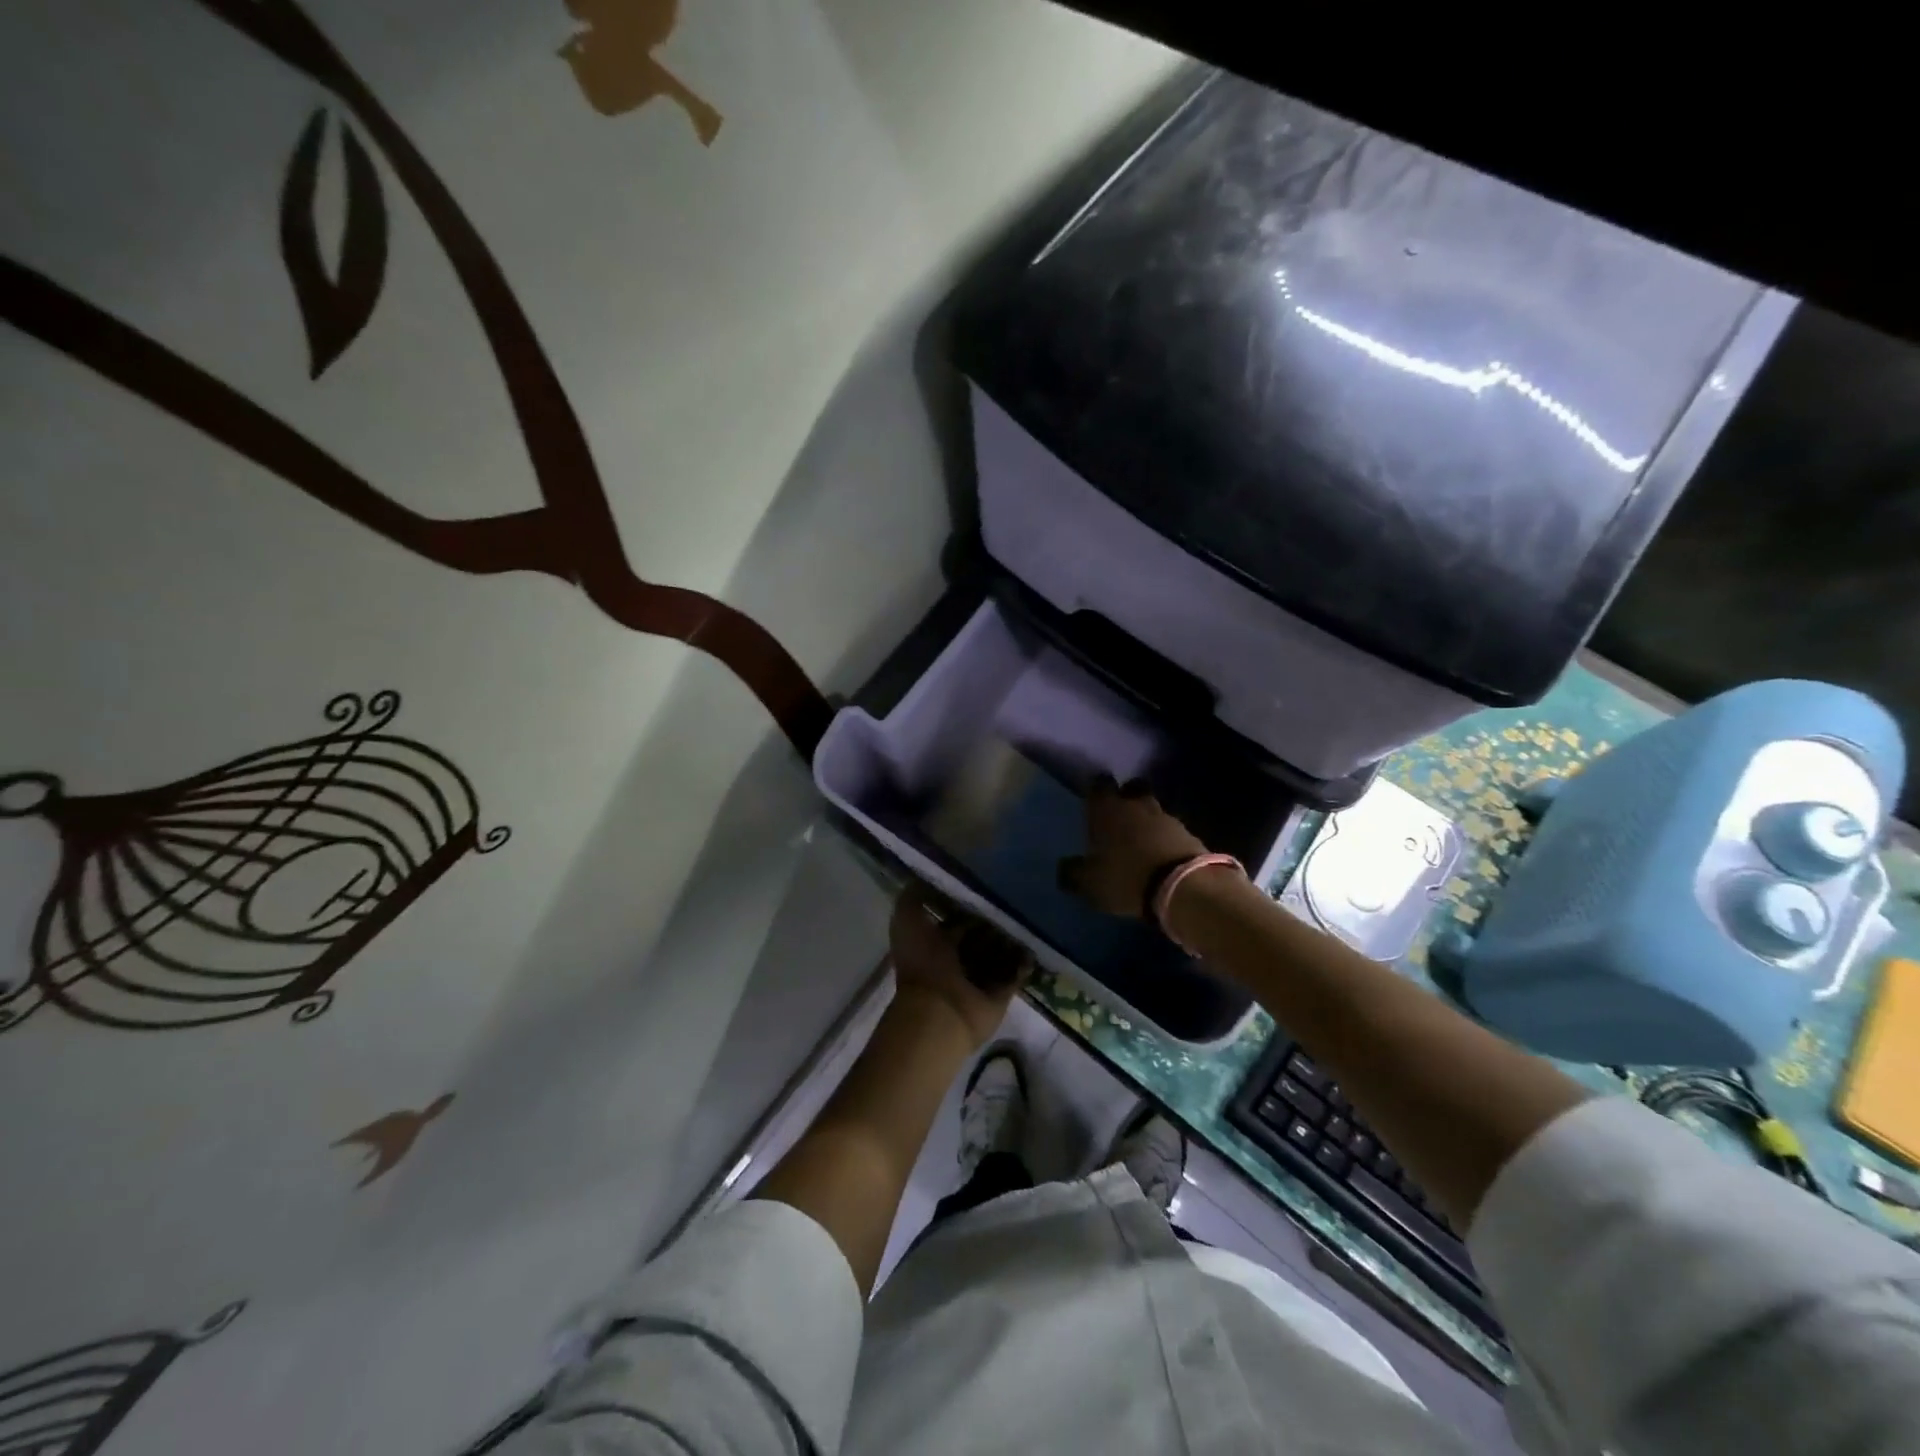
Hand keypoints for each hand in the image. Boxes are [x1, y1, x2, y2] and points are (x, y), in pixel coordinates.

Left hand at [888, 886, 1028, 1049]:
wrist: (940, 1012)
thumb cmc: (923, 963)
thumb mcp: (906, 920)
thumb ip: (914, 897)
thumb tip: (925, 876)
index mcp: (933, 943)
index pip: (955, 917)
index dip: (968, 902)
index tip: (988, 882)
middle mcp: (956, 959)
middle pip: (979, 934)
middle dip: (993, 920)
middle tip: (1015, 897)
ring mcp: (978, 978)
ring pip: (998, 953)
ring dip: (1011, 939)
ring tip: (1030, 916)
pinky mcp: (998, 995)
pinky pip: (1015, 974)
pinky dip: (1024, 962)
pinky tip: (1035, 943)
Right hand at [1058, 777, 1206, 918]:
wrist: (1183, 888)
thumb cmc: (1125, 877)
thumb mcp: (1089, 882)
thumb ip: (1073, 872)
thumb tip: (1064, 867)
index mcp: (1107, 809)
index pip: (1099, 784)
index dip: (1096, 790)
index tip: (1093, 801)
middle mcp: (1136, 804)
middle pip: (1132, 788)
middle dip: (1126, 798)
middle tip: (1119, 816)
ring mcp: (1166, 817)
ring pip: (1153, 809)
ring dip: (1147, 820)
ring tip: (1141, 841)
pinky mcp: (1189, 834)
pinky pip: (1172, 830)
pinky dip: (1165, 839)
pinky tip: (1160, 856)